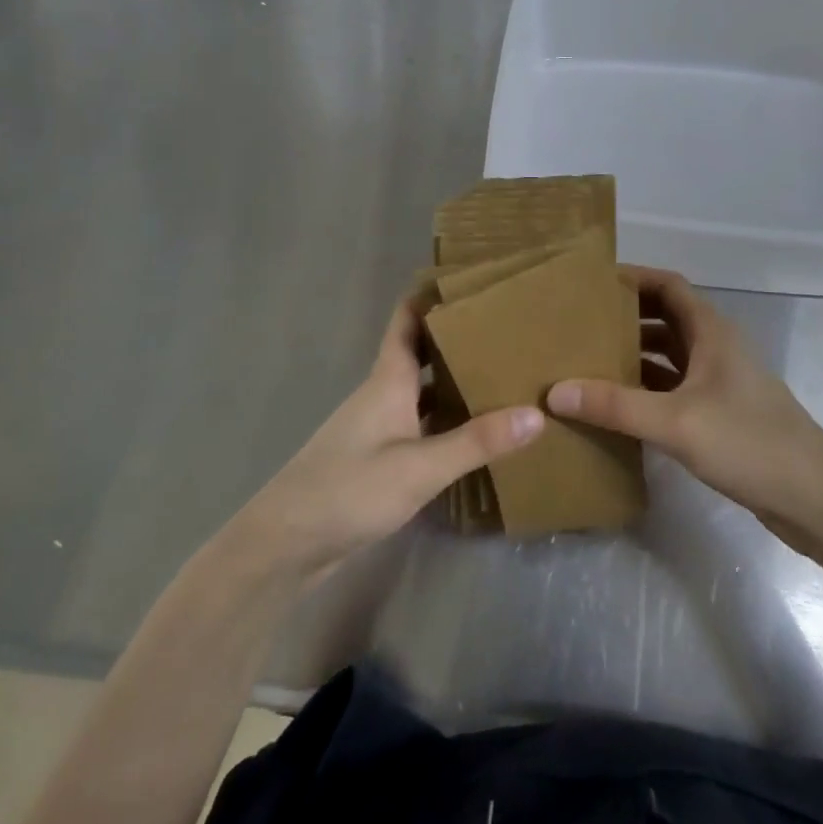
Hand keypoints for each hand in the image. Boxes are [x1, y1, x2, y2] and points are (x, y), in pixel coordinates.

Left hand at [225, 300, 542, 582]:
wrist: (286, 545)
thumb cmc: (349, 490)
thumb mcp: (420, 467)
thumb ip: (477, 442)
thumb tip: (536, 413)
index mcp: (388, 380)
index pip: (407, 321)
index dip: (431, 296)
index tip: (471, 278)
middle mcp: (383, 394)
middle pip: (421, 353)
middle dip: (458, 338)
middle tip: (507, 327)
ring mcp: (379, 427)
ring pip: (423, 390)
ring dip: (456, 379)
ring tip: (503, 372)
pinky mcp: (379, 457)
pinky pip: (421, 423)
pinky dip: (447, 419)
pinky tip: (476, 431)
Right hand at [548, 267, 822, 552]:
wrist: (814, 498)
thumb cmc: (748, 443)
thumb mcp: (675, 422)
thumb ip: (615, 406)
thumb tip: (554, 393)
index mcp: (711, 331)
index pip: (667, 285)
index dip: (632, 278)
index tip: (589, 284)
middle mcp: (715, 348)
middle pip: (665, 318)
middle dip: (624, 318)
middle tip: (577, 326)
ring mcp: (719, 382)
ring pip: (669, 355)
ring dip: (633, 355)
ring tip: (586, 363)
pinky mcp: (720, 413)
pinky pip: (674, 388)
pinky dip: (646, 389)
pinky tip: (616, 406)